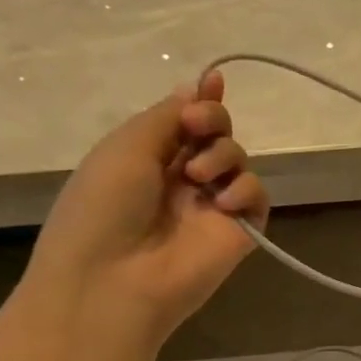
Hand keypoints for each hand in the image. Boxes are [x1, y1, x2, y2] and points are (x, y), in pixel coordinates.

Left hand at [26, 71, 269, 344]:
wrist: (113, 280)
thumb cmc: (105, 206)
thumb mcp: (127, 146)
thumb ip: (167, 116)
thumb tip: (194, 90)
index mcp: (148, 159)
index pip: (186, 123)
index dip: (202, 101)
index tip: (214, 81)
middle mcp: (181, 181)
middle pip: (216, 135)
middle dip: (213, 120)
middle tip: (197, 128)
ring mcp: (210, 209)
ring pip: (238, 161)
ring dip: (223, 155)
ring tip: (198, 176)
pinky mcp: (237, 235)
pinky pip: (256, 198)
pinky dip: (245, 190)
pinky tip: (222, 202)